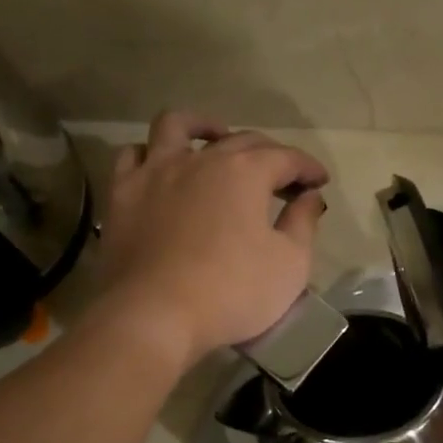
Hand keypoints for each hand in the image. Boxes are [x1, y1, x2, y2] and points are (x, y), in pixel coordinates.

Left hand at [96, 111, 329, 364]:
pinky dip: (151, 155)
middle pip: (241, 140)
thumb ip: (303, 224)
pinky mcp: (122, 193)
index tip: (319, 182)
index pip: (286, 158)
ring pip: (176, 126)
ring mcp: (156, 172)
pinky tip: (160, 168)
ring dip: (202, 126)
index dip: (307, 168)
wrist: (152, 316)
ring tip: (215, 139)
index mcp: (246, 171)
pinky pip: (132, 156)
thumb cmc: (231, 292)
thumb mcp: (290, 265)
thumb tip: (310, 197)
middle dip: (269, 154)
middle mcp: (201, 159)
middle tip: (282, 180)